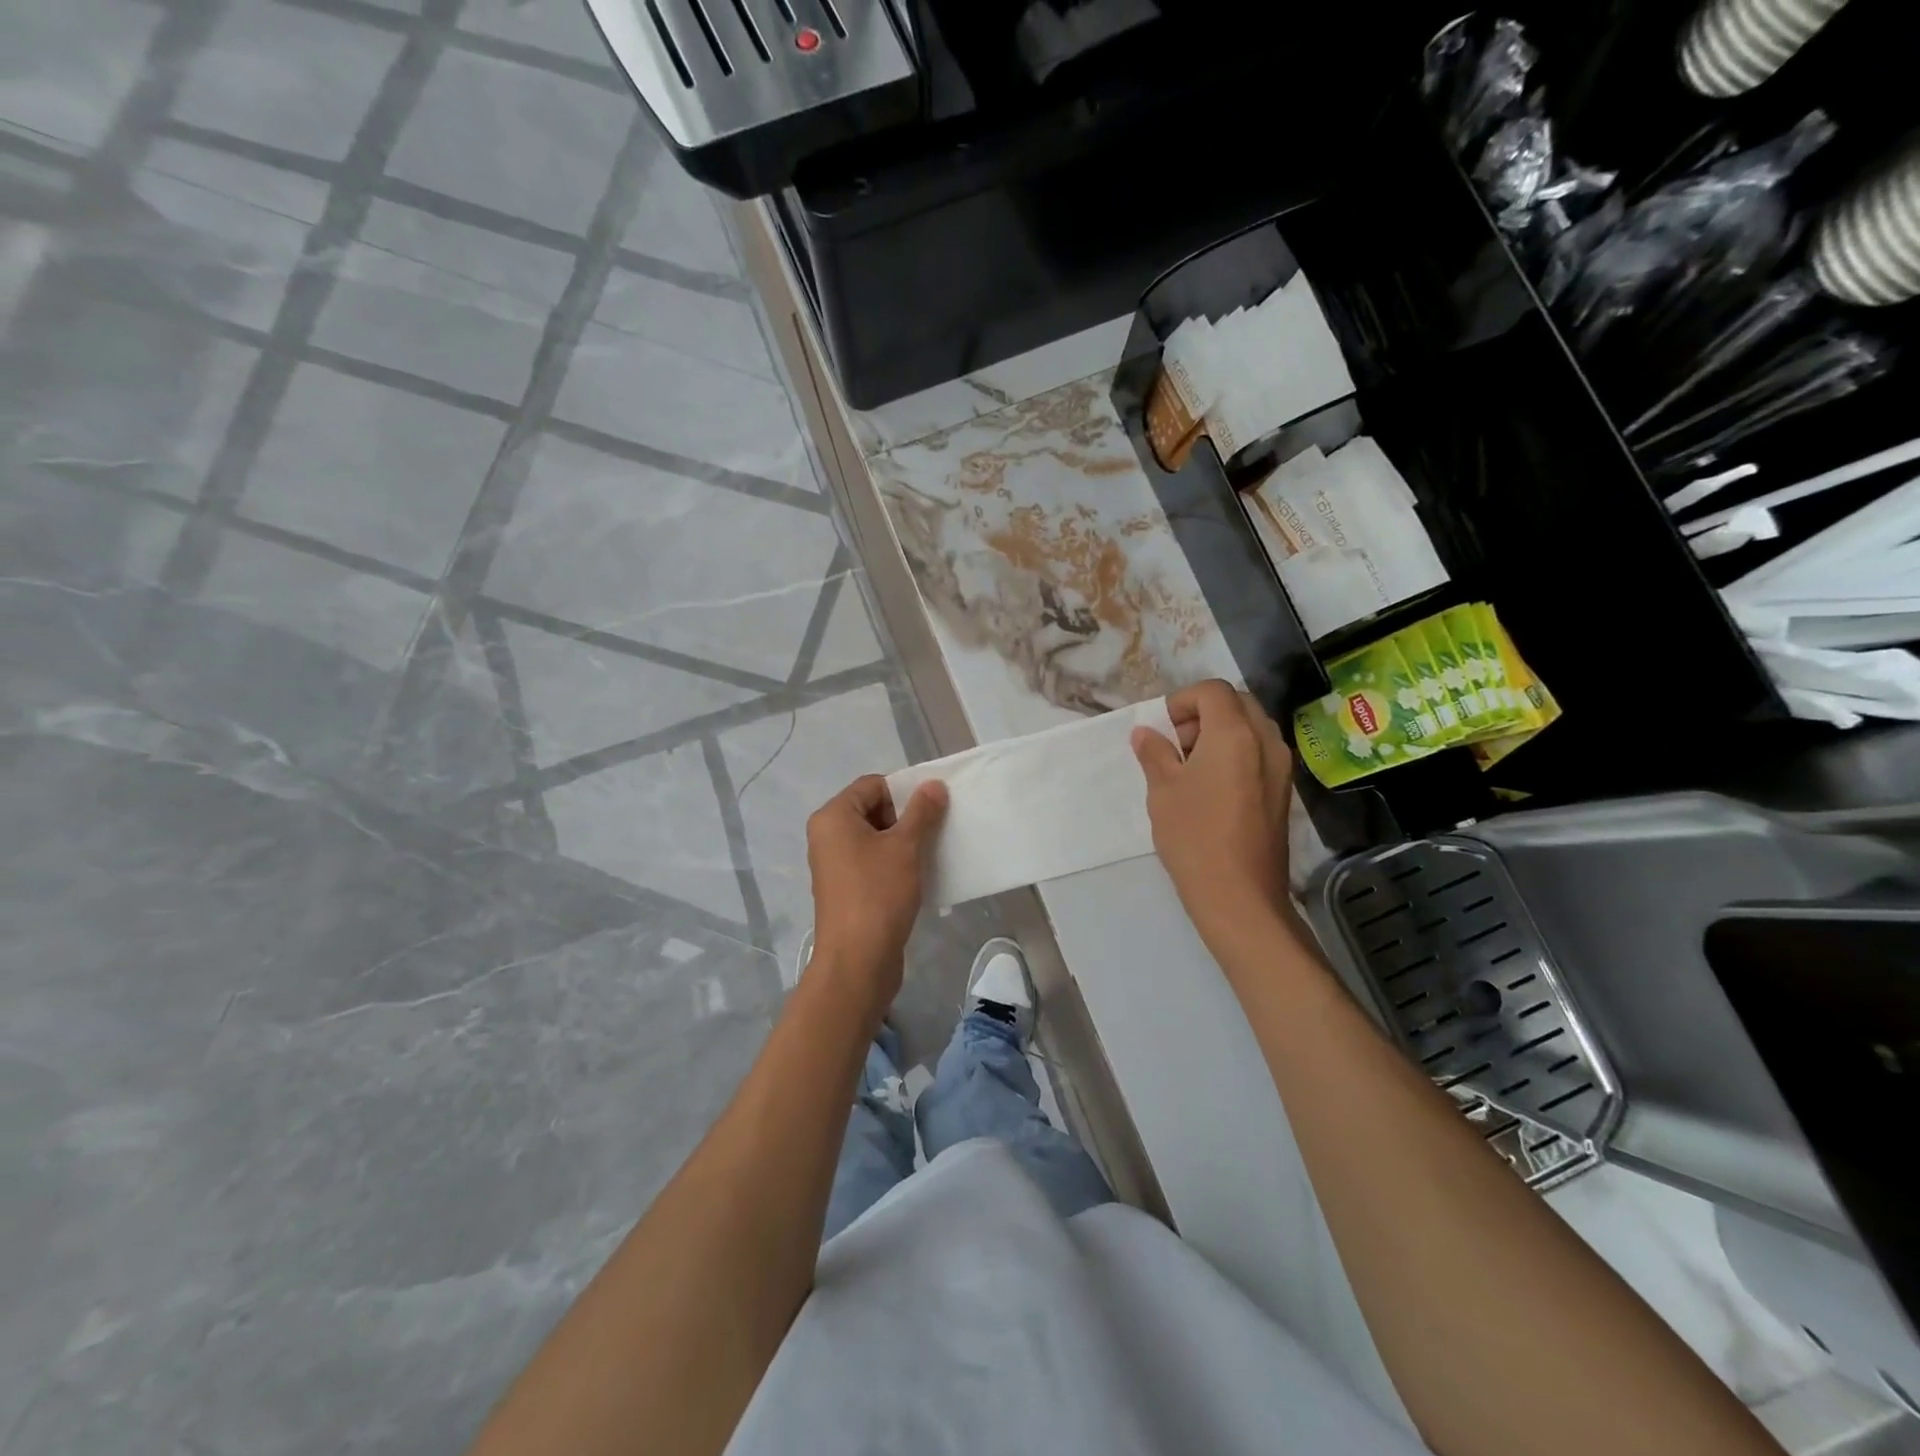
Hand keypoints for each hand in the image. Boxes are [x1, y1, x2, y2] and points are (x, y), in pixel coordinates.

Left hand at [804, 775, 947, 1018]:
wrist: (857, 961)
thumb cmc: (878, 894)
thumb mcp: (905, 847)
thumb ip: (921, 812)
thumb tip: (933, 784)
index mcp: (834, 817)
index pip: (872, 784)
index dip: (904, 790)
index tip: (933, 807)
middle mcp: (828, 836)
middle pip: (873, 809)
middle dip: (906, 817)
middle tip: (935, 830)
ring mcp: (835, 864)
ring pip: (875, 838)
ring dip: (904, 842)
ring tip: (931, 852)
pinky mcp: (846, 889)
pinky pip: (873, 862)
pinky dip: (895, 863)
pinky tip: (920, 875)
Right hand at [1132, 680, 1292, 949]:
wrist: (1239, 895)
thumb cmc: (1194, 836)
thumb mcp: (1163, 791)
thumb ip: (1154, 753)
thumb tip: (1145, 733)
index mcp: (1235, 733)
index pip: (1212, 691)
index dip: (1182, 701)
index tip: (1162, 729)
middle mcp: (1266, 741)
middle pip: (1236, 703)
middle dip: (1203, 714)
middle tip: (1177, 746)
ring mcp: (1281, 766)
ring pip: (1251, 727)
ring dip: (1220, 733)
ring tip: (1191, 768)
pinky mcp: (1283, 791)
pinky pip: (1260, 752)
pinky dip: (1235, 754)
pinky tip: (1212, 788)